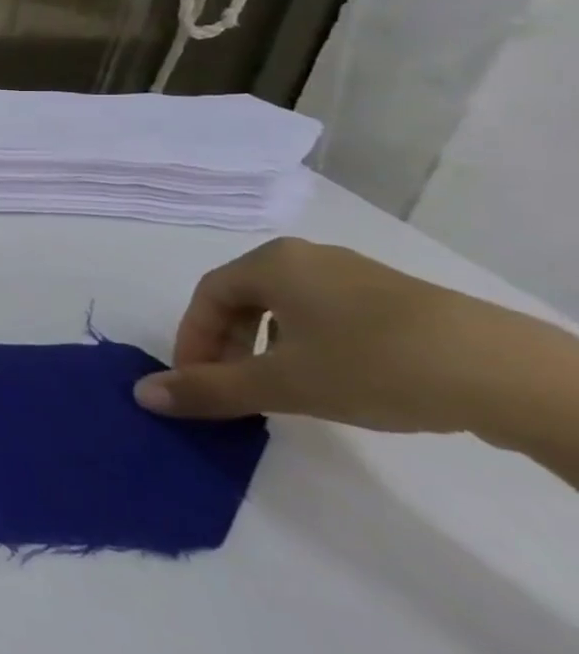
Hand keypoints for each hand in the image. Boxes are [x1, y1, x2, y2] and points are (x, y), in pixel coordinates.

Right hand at [132, 237, 574, 434]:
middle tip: (232, 388)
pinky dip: (311, 345)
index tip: (196, 383)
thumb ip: (209, 389)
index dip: (192, 340)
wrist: (512, 375)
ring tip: (281, 390)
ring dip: (267, 348)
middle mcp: (308, 258)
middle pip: (244, 299)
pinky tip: (336, 381)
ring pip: (287, 309)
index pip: (207, 297)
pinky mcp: (401, 301)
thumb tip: (142, 395)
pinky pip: (329, 316)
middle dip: (228, 345)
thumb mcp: (282, 384)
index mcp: (271, 262)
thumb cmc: (373, 364)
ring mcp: (358, 276)